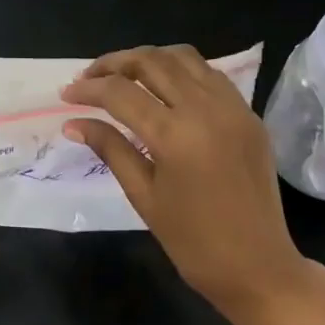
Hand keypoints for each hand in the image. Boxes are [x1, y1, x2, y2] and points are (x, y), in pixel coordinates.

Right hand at [62, 45, 324, 324]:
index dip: (88, 89)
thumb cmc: (193, 242)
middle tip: (89, 78)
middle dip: (114, 63)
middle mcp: (205, 109)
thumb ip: (110, 149)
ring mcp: (232, 107)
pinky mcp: (248, 114)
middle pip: (151, 61)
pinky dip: (180, 70)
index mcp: (175, 135)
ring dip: (148, 59)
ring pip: (183, 57)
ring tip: (123, 76)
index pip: (121, 92)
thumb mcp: (143, 195)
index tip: (65, 94)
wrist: (258, 267)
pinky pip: (209, 74)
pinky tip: (163, 88)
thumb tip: (73, 123)